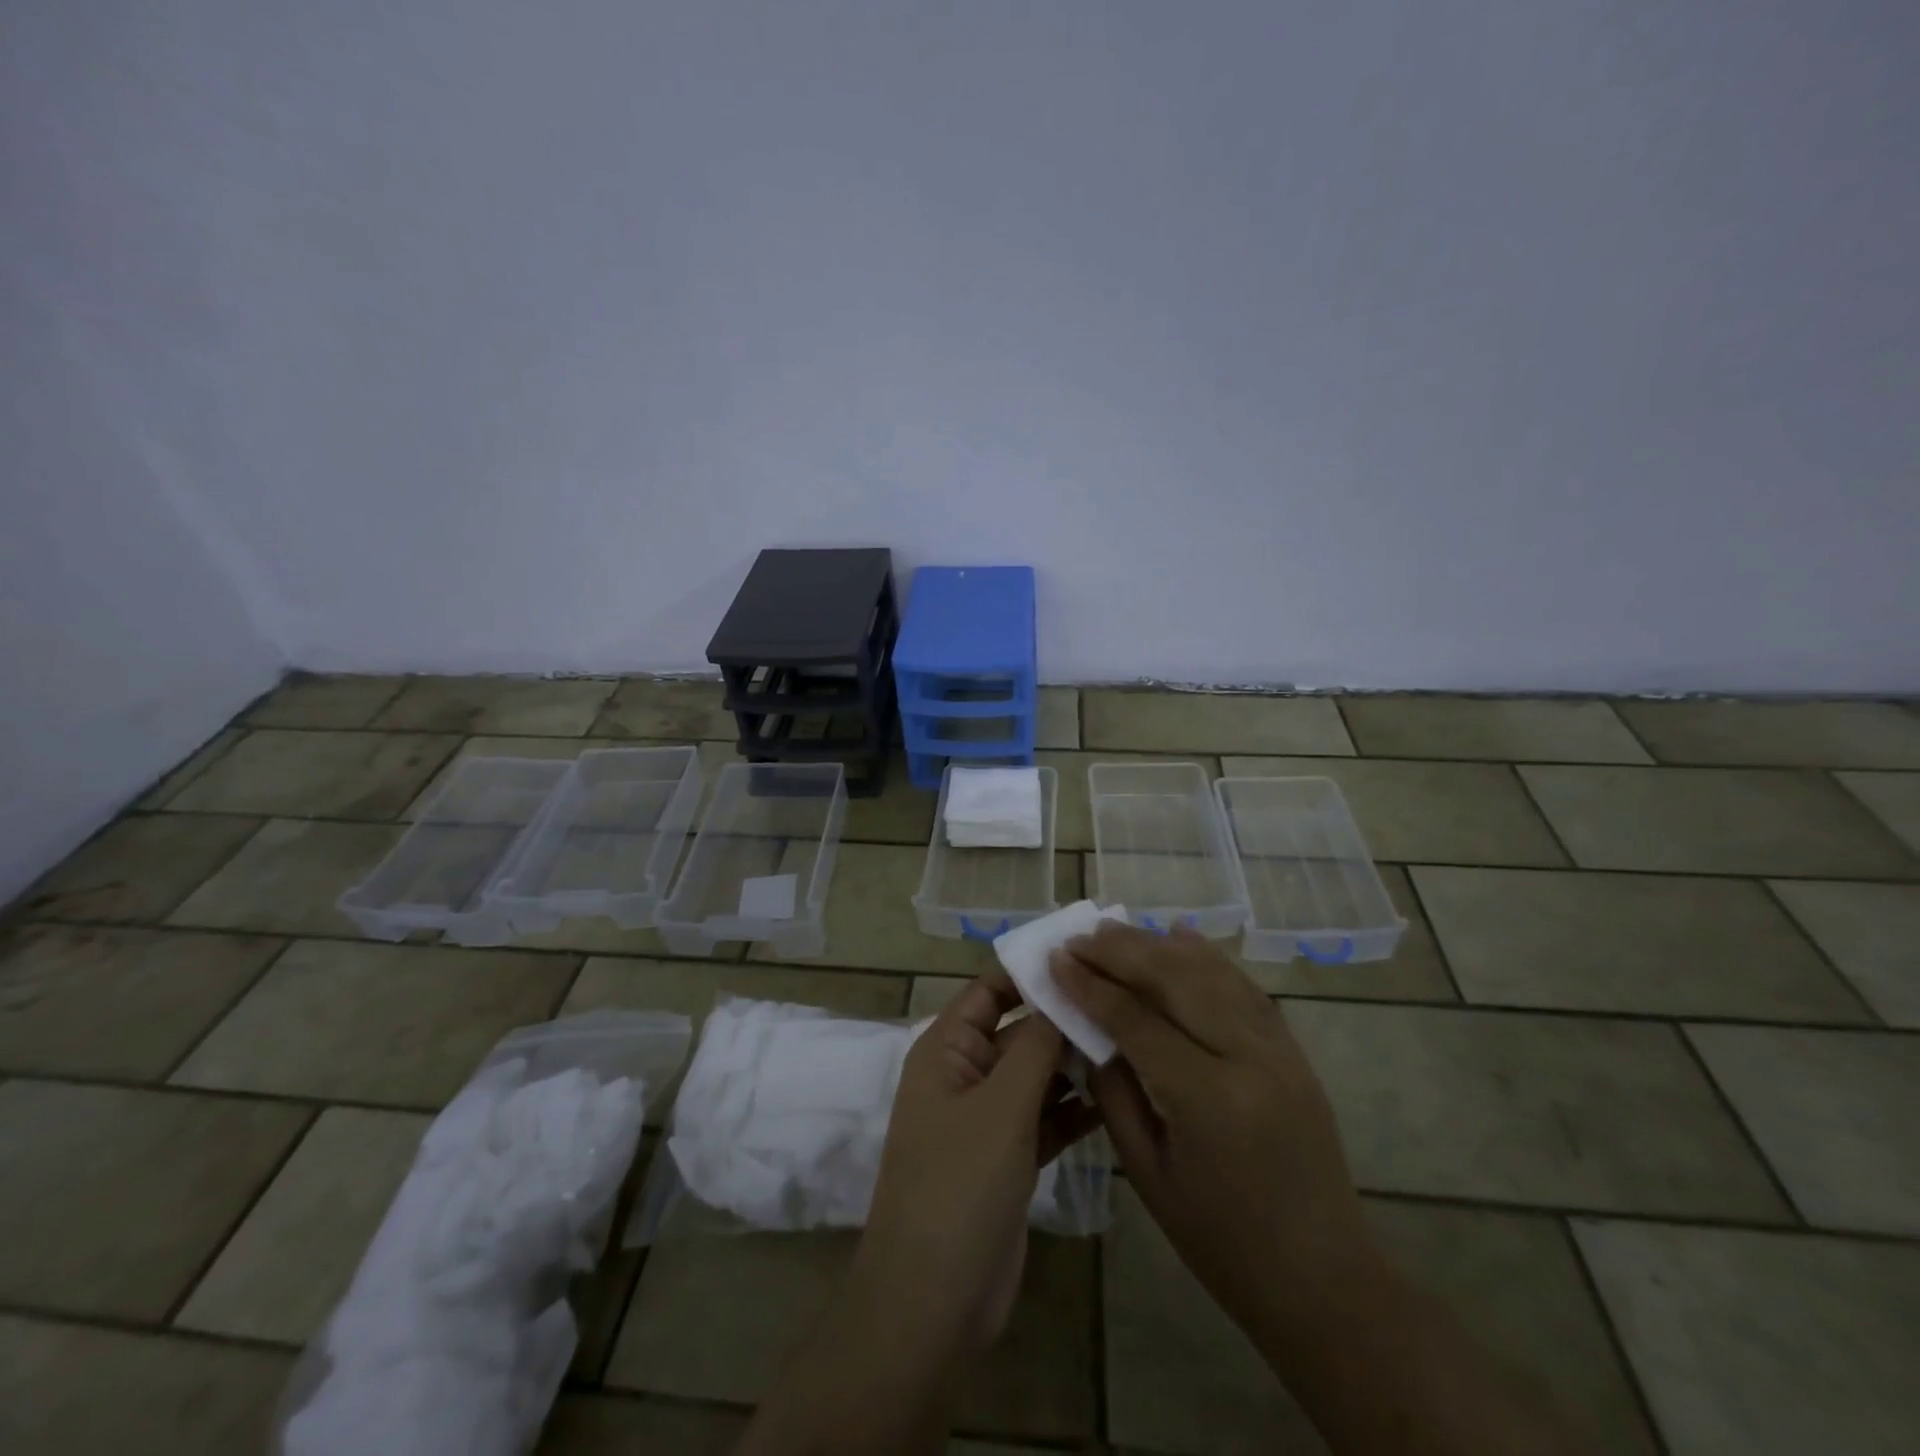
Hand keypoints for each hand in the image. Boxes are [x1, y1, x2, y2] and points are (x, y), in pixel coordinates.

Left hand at [860, 972, 1099, 1356]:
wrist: (934, 1300)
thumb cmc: (958, 1185)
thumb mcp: (1000, 1106)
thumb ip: (1035, 1046)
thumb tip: (1061, 990)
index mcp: (947, 1049)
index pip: (989, 991)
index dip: (1030, 972)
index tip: (1084, 955)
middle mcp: (966, 1075)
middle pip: (1018, 1031)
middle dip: (1063, 1019)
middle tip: (1124, 1001)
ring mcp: (989, 1119)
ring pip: (1037, 1075)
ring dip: (1074, 1063)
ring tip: (1131, 1042)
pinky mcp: (1011, 1158)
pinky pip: (1046, 1117)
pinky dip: (1074, 1108)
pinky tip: (1117, 1095)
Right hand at [1052, 924, 1377, 1343]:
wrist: (1323, 1279)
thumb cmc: (1222, 1242)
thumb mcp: (1148, 1174)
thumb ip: (1115, 1093)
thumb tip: (1088, 1032)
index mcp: (1207, 1098)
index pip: (1135, 1019)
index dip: (1089, 986)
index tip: (1054, 959)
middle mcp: (1248, 1057)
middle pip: (1174, 979)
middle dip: (1120, 951)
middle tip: (1078, 937)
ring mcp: (1278, 1048)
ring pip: (1210, 971)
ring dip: (1157, 944)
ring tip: (1114, 929)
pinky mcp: (1292, 1048)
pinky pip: (1243, 986)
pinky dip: (1207, 956)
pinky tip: (1179, 935)